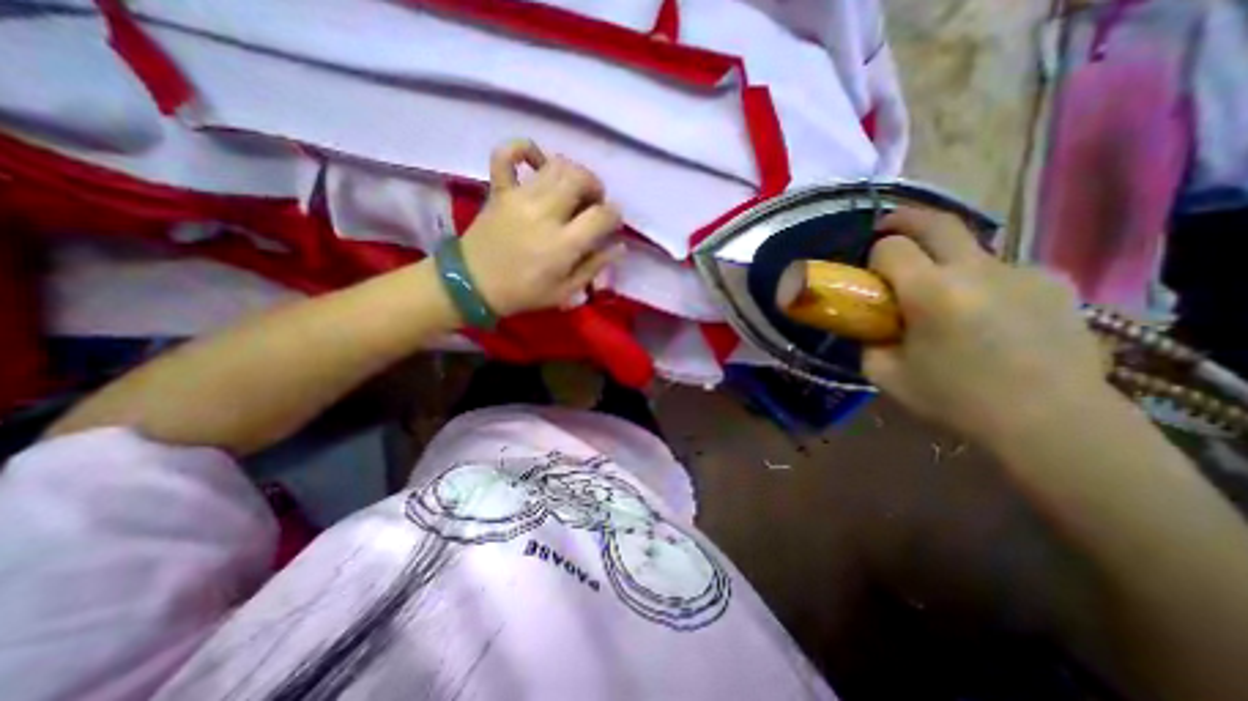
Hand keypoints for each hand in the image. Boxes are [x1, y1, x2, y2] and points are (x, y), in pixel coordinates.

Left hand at [457, 141, 622, 314]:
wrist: (472, 285)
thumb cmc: (523, 293)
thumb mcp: (565, 291)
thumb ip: (594, 267)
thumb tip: (619, 246)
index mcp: (562, 244)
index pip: (601, 215)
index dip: (614, 216)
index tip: (612, 223)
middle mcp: (544, 213)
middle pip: (580, 179)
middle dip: (596, 187)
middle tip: (593, 203)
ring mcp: (519, 197)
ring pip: (555, 165)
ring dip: (573, 172)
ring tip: (573, 189)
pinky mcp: (499, 190)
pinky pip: (507, 154)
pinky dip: (525, 149)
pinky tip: (538, 161)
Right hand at [865, 206, 1106, 444]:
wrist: (1053, 421)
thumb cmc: (957, 400)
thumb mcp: (887, 376)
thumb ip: (869, 343)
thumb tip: (872, 327)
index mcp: (931, 292)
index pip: (891, 247)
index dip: (875, 256)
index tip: (873, 277)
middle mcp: (977, 269)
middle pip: (936, 221)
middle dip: (904, 220)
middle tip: (888, 230)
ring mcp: (1021, 271)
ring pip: (971, 248)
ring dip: (947, 261)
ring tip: (947, 300)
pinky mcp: (1054, 282)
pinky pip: (1003, 270)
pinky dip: (983, 283)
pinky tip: (989, 316)